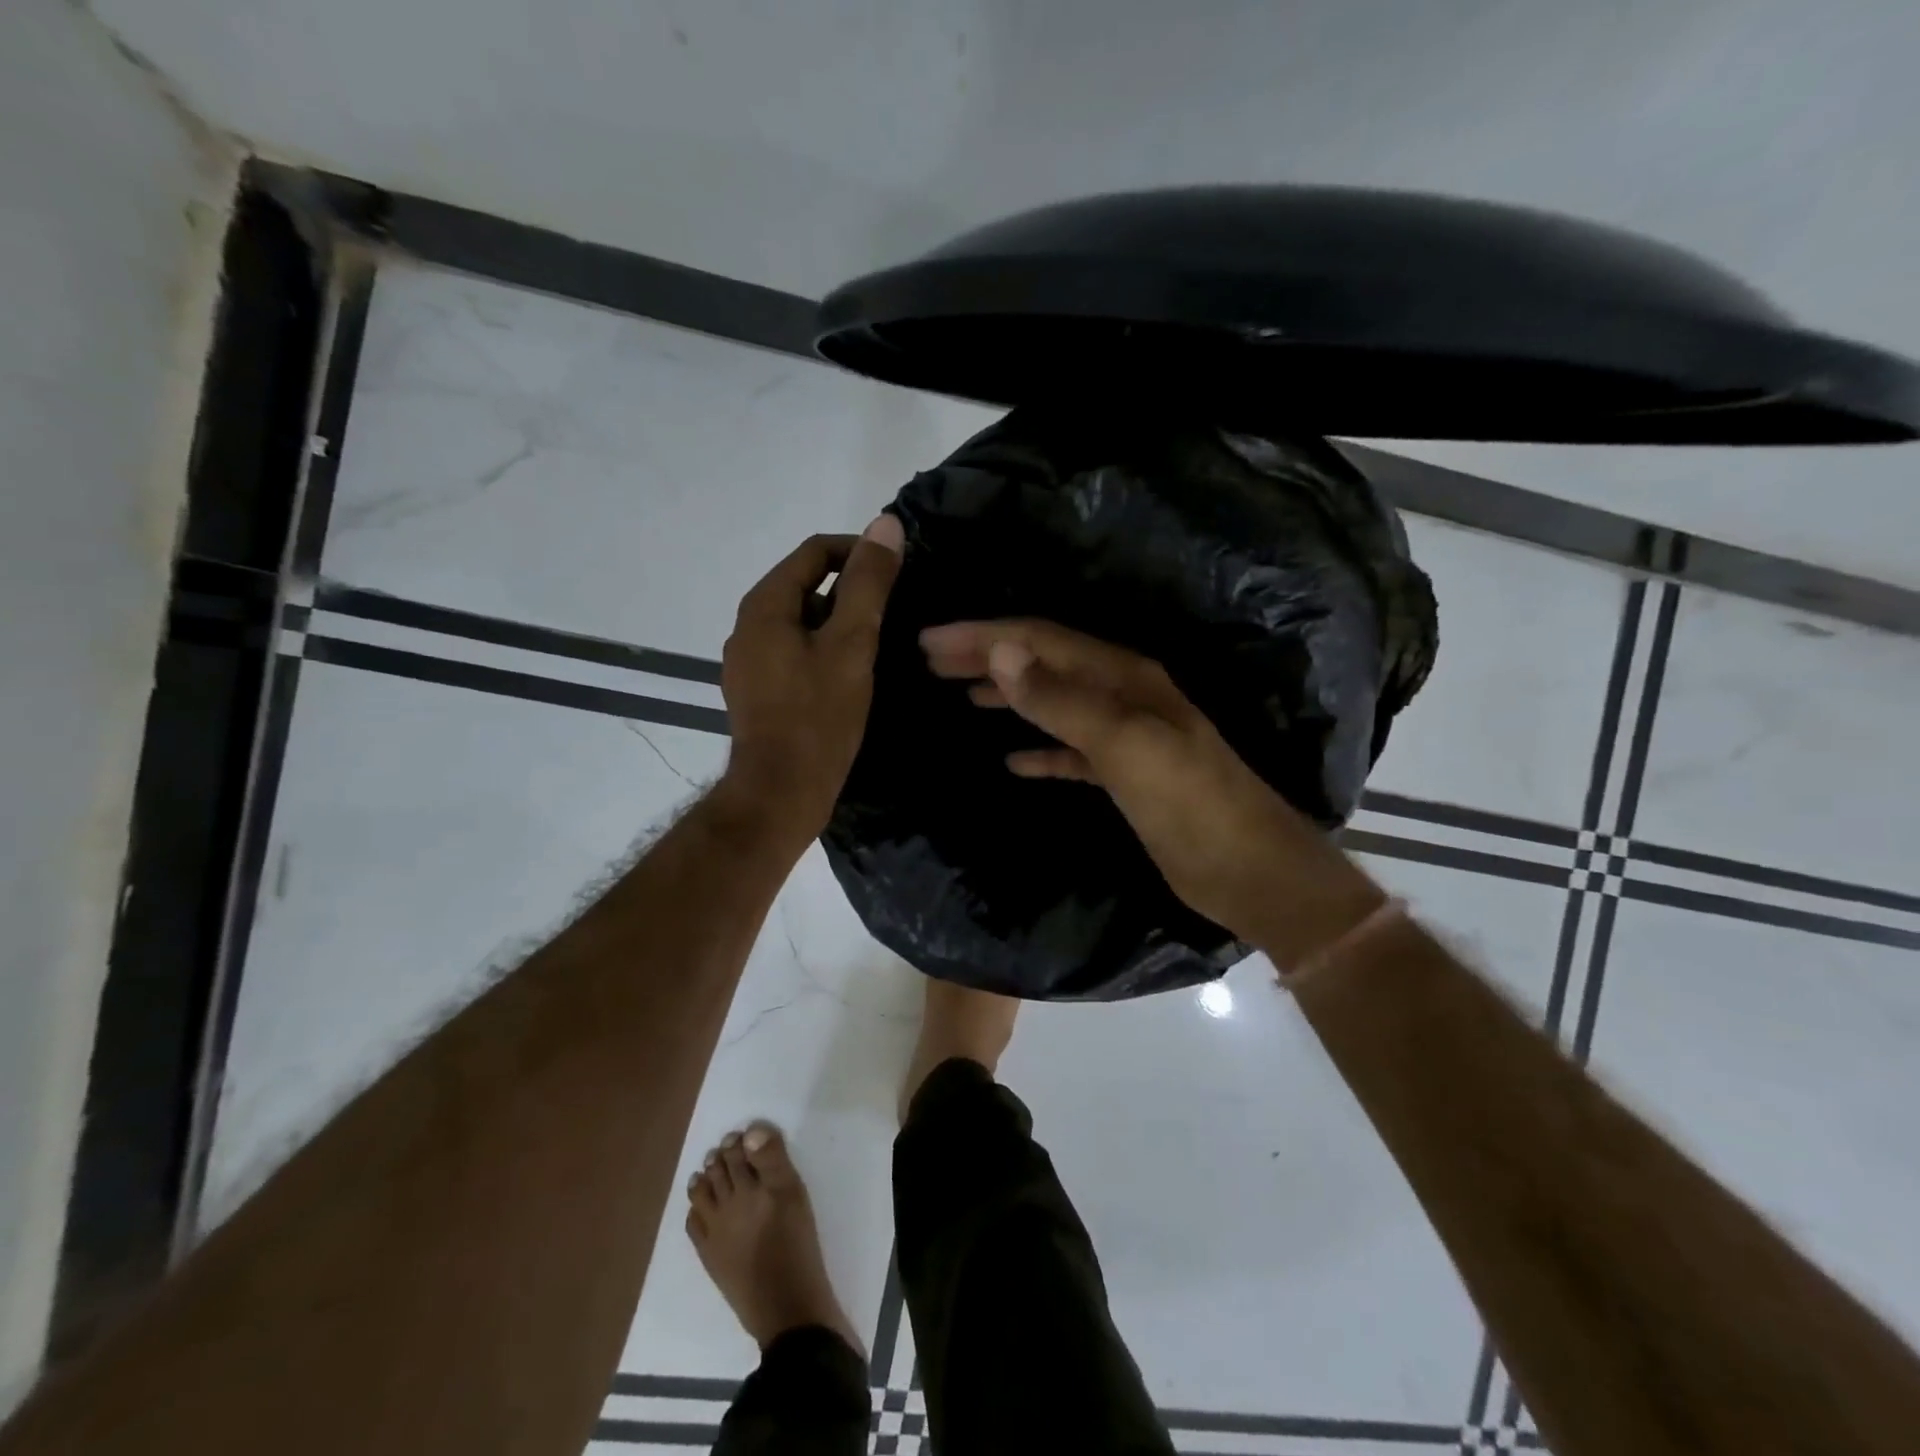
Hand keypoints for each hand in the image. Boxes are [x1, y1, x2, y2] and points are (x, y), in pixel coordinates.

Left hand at [716, 517, 903, 847]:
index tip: (897, 571)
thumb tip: (886, 524)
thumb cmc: (818, 716)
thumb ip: (869, 584)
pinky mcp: (758, 692)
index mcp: (765, 606)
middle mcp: (748, 627)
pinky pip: (795, 654)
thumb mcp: (852, 644)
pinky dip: (824, 653)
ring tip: (877, 649)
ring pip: (802, 624)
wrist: (780, 794)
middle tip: (893, 616)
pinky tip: (851, 679)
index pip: (814, 552)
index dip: (858, 551)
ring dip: (839, 625)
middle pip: (806, 586)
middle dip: (851, 592)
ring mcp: (749, 663)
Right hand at [920, 619, 1383, 964]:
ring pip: (1054, 702)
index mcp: (1124, 677)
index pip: (1041, 641)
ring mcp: (1126, 736)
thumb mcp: (1125, 747)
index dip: (984, 637)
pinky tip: (1011, 760)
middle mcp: (1124, 695)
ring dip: (1008, 694)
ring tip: (960, 693)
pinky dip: (1039, 748)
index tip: (930, 641)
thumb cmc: (1190, 805)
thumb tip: (1002, 652)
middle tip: (932, 658)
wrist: (1250, 872)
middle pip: (1044, 663)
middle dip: (988, 656)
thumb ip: (1063, 700)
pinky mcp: (1125, 776)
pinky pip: (1070, 751)